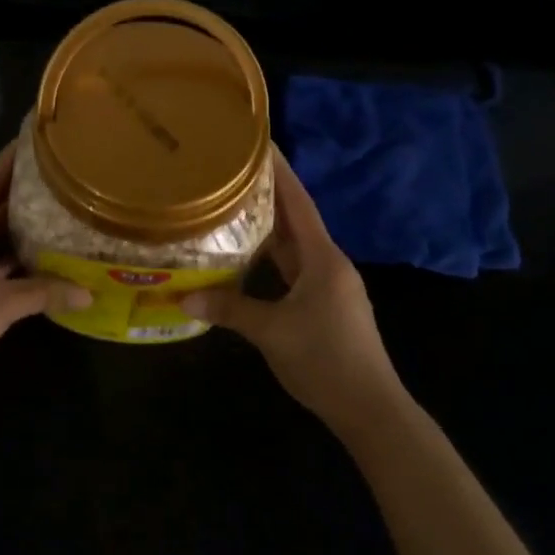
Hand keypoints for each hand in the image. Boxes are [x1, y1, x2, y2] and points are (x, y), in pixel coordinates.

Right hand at [184, 149, 402, 432]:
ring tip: (235, 206)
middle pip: (295, 221)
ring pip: (294, 247)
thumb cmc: (325, 359)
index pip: (298, 204)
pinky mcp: (325, 306)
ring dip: (269, 228)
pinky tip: (249, 258)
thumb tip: (183, 297)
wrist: (371, 410)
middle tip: (234, 172)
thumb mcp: (272, 332)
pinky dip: (273, 258)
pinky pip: (294, 270)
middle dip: (268, 196)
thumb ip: (229, 309)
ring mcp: (329, 286)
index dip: (281, 173)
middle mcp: (329, 264)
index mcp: (323, 259)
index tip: (262, 144)